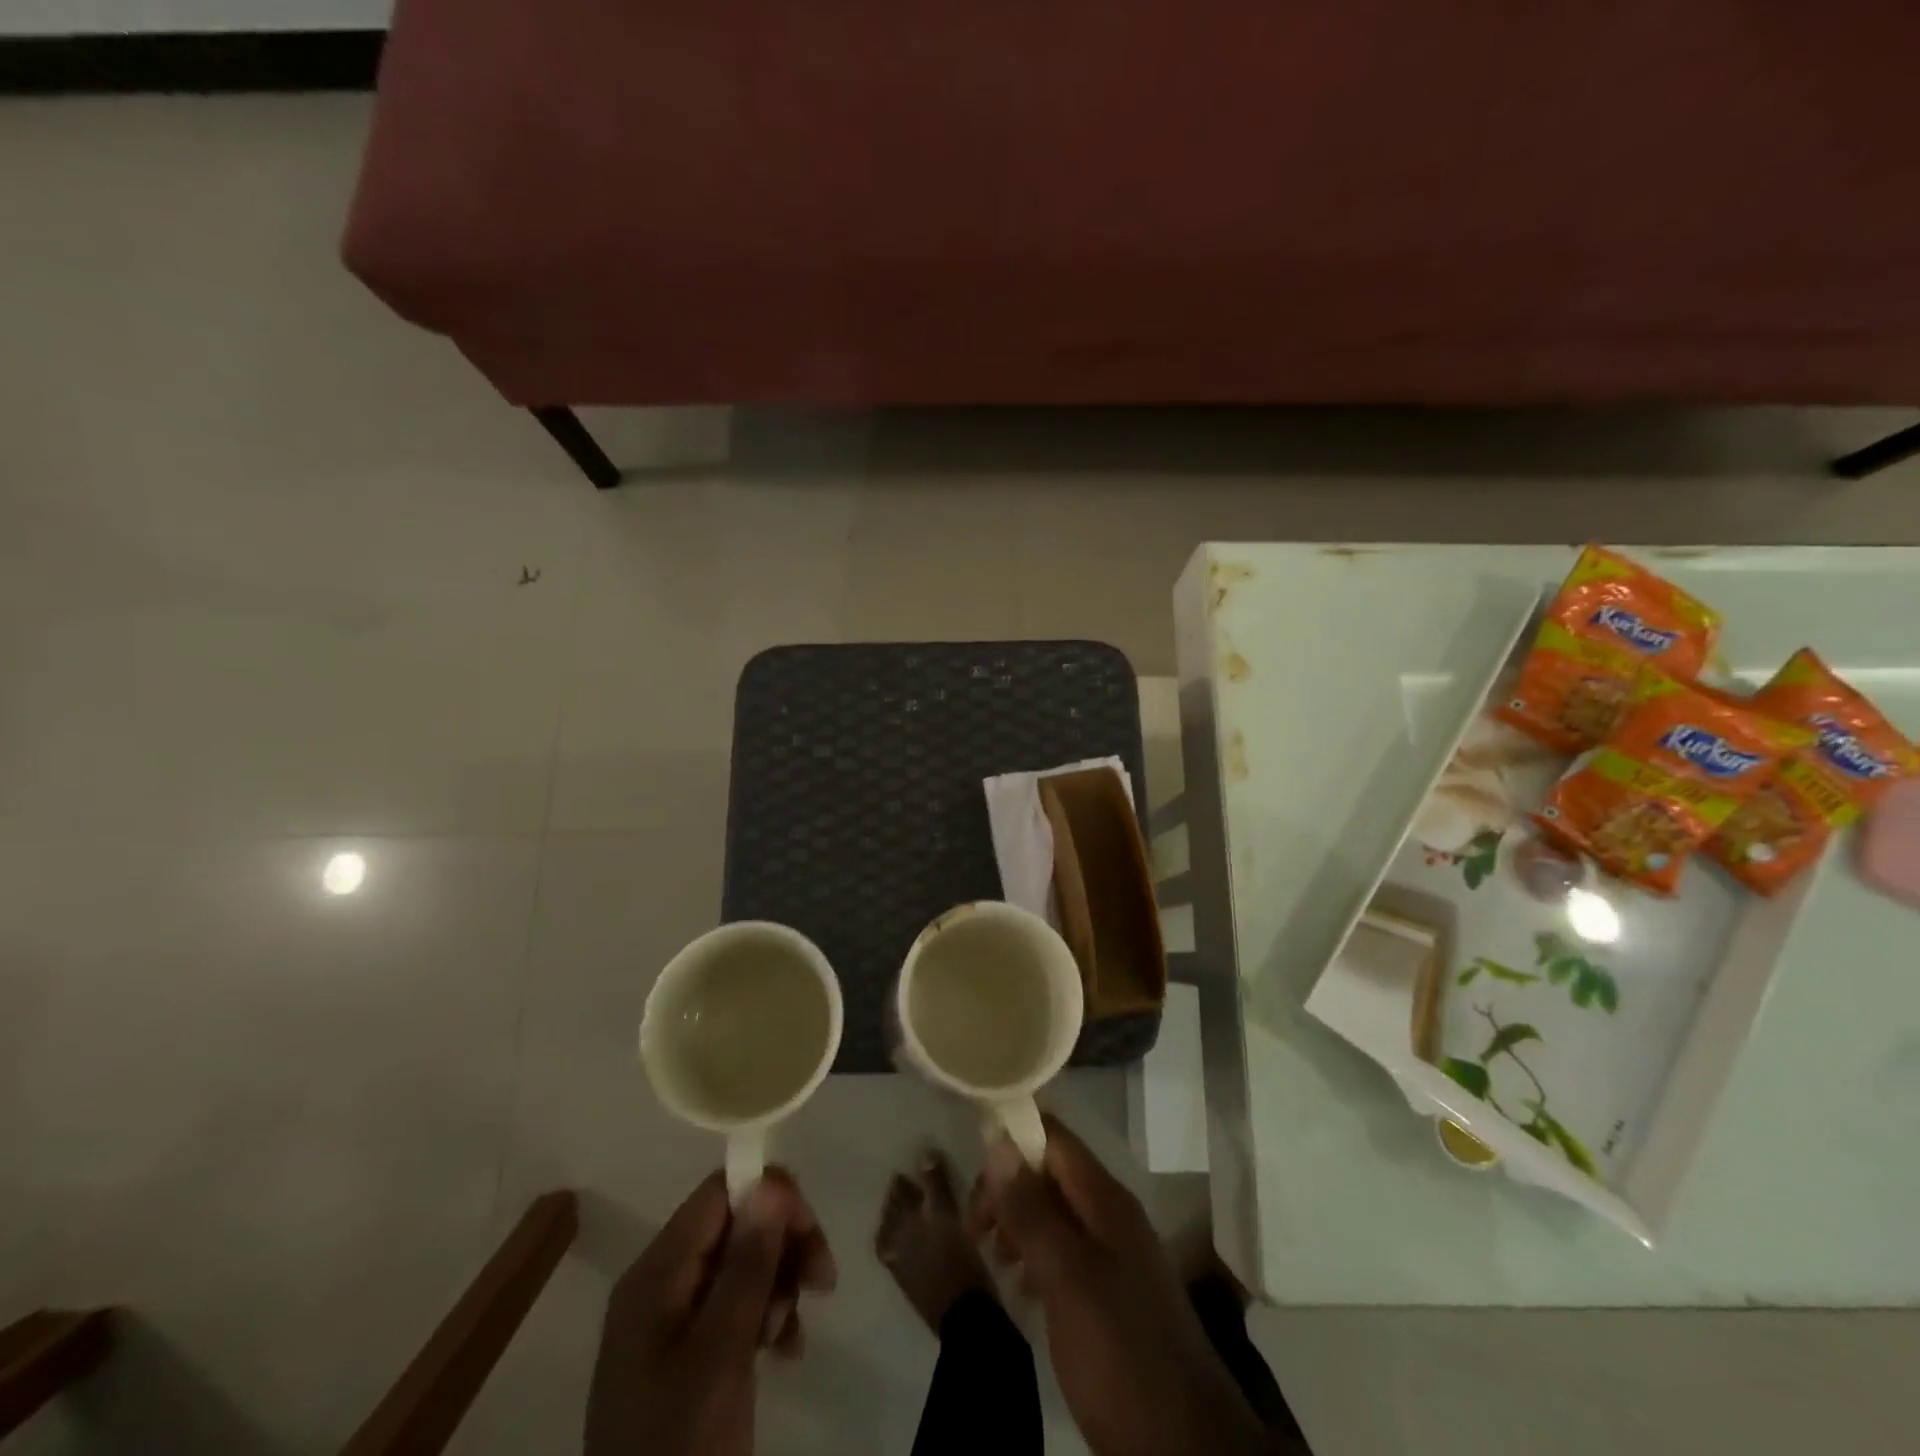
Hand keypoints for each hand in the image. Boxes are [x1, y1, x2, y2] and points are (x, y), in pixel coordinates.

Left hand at [585, 1170, 835, 1455]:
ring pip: (742, 1264)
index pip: (719, 1193)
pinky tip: (786, 1349)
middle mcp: (660, 1283)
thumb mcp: (720, 1353)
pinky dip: (768, 1315)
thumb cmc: (681, 1443)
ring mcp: (672, 1320)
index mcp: (655, 1273)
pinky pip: (736, 1306)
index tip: (810, 1230)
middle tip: (822, 1280)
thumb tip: (770, 1181)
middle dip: (783, 1244)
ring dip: (780, 1283)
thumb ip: (746, 1265)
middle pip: (735, 1225)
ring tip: (792, 1330)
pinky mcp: (688, 1352)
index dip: (770, 1196)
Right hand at [968, 1119, 1268, 1455]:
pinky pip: (1064, 1251)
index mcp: (1106, 1199)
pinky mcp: (1111, 1294)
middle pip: (1050, 1172)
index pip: (1054, 1136)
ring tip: (991, 1255)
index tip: (974, 1170)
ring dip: (1018, 1221)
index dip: (1013, 1137)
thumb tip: (999, 1140)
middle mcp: (1111, 1215)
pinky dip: (1035, 1254)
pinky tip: (1019, 1285)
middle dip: (1008, 1187)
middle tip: (975, 1228)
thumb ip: (1031, 1209)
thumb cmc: (1119, 1351)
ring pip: (1054, 1212)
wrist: (1186, 1447)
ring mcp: (1115, 1255)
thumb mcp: (1066, 1277)